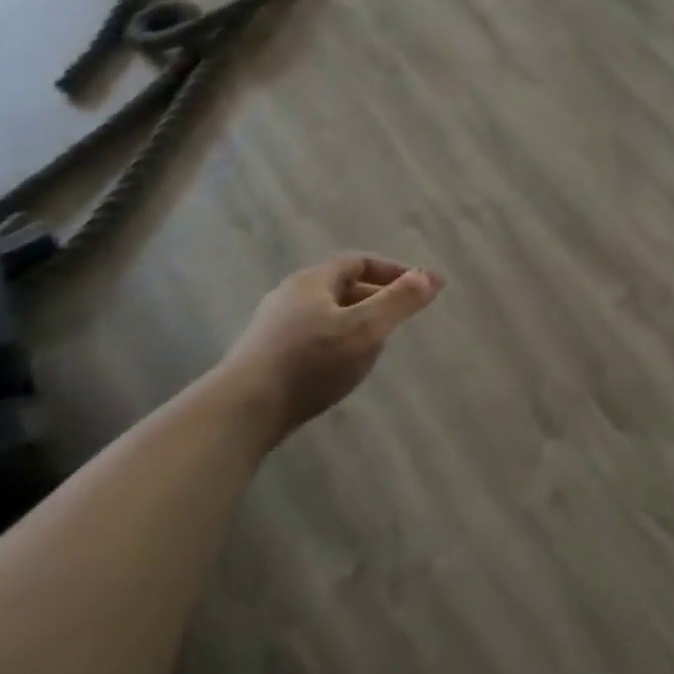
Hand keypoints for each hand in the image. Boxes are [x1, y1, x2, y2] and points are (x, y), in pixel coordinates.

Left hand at [218, 253, 442, 442]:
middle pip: (341, 286)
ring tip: (376, 344)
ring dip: (356, 321)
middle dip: (376, 296)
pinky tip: (341, 367)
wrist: (242, 411)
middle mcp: (290, 295)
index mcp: (313, 280)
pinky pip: (311, 337)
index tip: (420, 288)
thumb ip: (400, 301)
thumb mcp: (365, 329)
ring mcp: (273, 326)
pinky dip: (336, 342)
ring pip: (326, 313)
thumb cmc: (310, 362)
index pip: (360, 261)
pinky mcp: (265, 356)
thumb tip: (430, 276)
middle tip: (401, 317)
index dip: (393, 271)